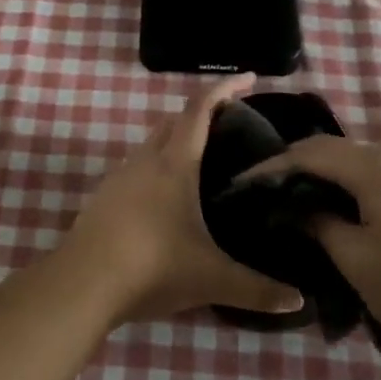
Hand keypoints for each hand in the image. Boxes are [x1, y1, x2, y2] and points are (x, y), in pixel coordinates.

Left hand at [65, 75, 306, 324]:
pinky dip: (157, 168)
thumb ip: (257, 289)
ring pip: (152, 145)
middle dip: (201, 114)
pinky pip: (136, 169)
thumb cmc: (152, 268)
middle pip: (174, 121)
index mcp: (174, 164)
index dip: (225, 88)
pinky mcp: (103, 198)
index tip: (248, 78)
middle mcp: (145, 161)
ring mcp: (119, 177)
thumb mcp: (212, 279)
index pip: (200, 109)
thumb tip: (299, 301)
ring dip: (176, 142)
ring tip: (203, 163)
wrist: (82, 285)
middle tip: (231, 125)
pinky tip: (167, 200)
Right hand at [245, 136, 380, 342]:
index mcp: (371, 164)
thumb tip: (296, 208)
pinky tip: (328, 204)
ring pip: (349, 159)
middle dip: (291, 166)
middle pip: (328, 148)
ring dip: (317, 173)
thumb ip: (318, 224)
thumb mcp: (355, 258)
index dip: (270, 167)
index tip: (240, 184)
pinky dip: (341, 182)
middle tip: (260, 191)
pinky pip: (368, 171)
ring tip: (288, 197)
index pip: (307, 153)